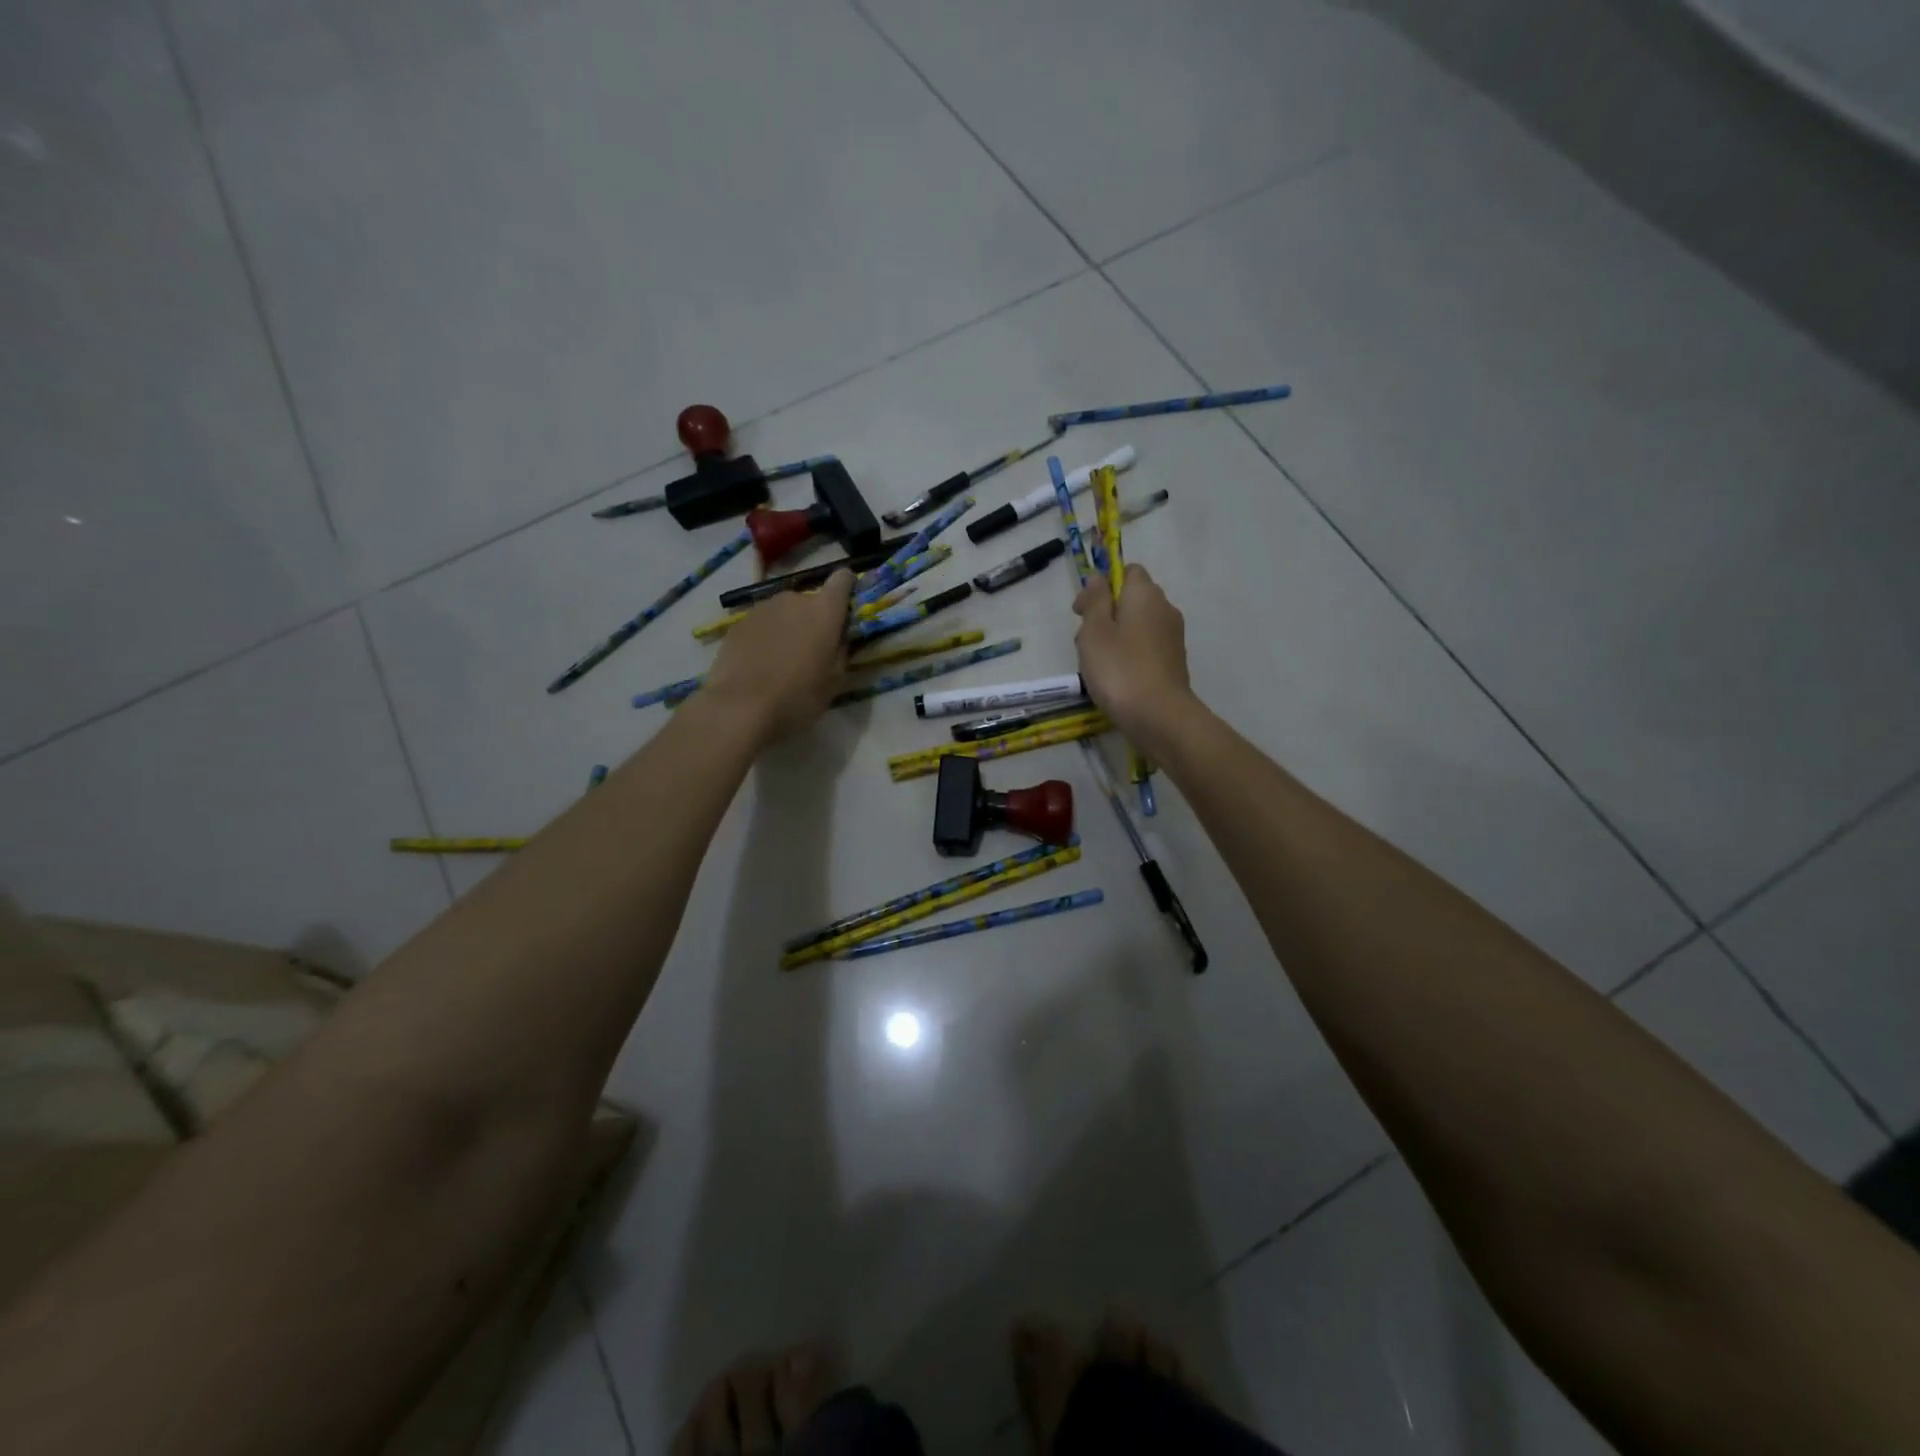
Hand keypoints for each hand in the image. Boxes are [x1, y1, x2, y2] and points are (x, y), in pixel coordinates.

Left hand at [703, 570, 851, 746]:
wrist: (740, 708)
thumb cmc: (797, 697)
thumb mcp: (834, 681)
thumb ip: (840, 651)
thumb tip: (839, 638)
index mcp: (824, 611)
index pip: (842, 580)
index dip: (846, 587)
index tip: (845, 606)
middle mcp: (794, 600)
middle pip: (810, 601)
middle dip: (813, 619)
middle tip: (811, 650)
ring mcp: (762, 609)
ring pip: (783, 612)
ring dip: (787, 628)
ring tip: (782, 660)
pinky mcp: (738, 623)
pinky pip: (761, 625)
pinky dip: (765, 637)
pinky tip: (760, 664)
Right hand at [1073, 564, 1198, 750]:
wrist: (1159, 716)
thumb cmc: (1119, 668)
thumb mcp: (1094, 630)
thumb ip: (1095, 600)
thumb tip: (1099, 578)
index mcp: (1145, 594)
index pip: (1128, 571)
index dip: (1103, 585)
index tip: (1082, 610)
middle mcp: (1165, 609)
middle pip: (1132, 600)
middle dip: (1107, 613)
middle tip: (1085, 641)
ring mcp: (1172, 637)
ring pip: (1138, 626)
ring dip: (1116, 637)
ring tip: (1097, 664)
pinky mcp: (1174, 662)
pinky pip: (1146, 648)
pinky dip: (1130, 655)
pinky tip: (1116, 678)